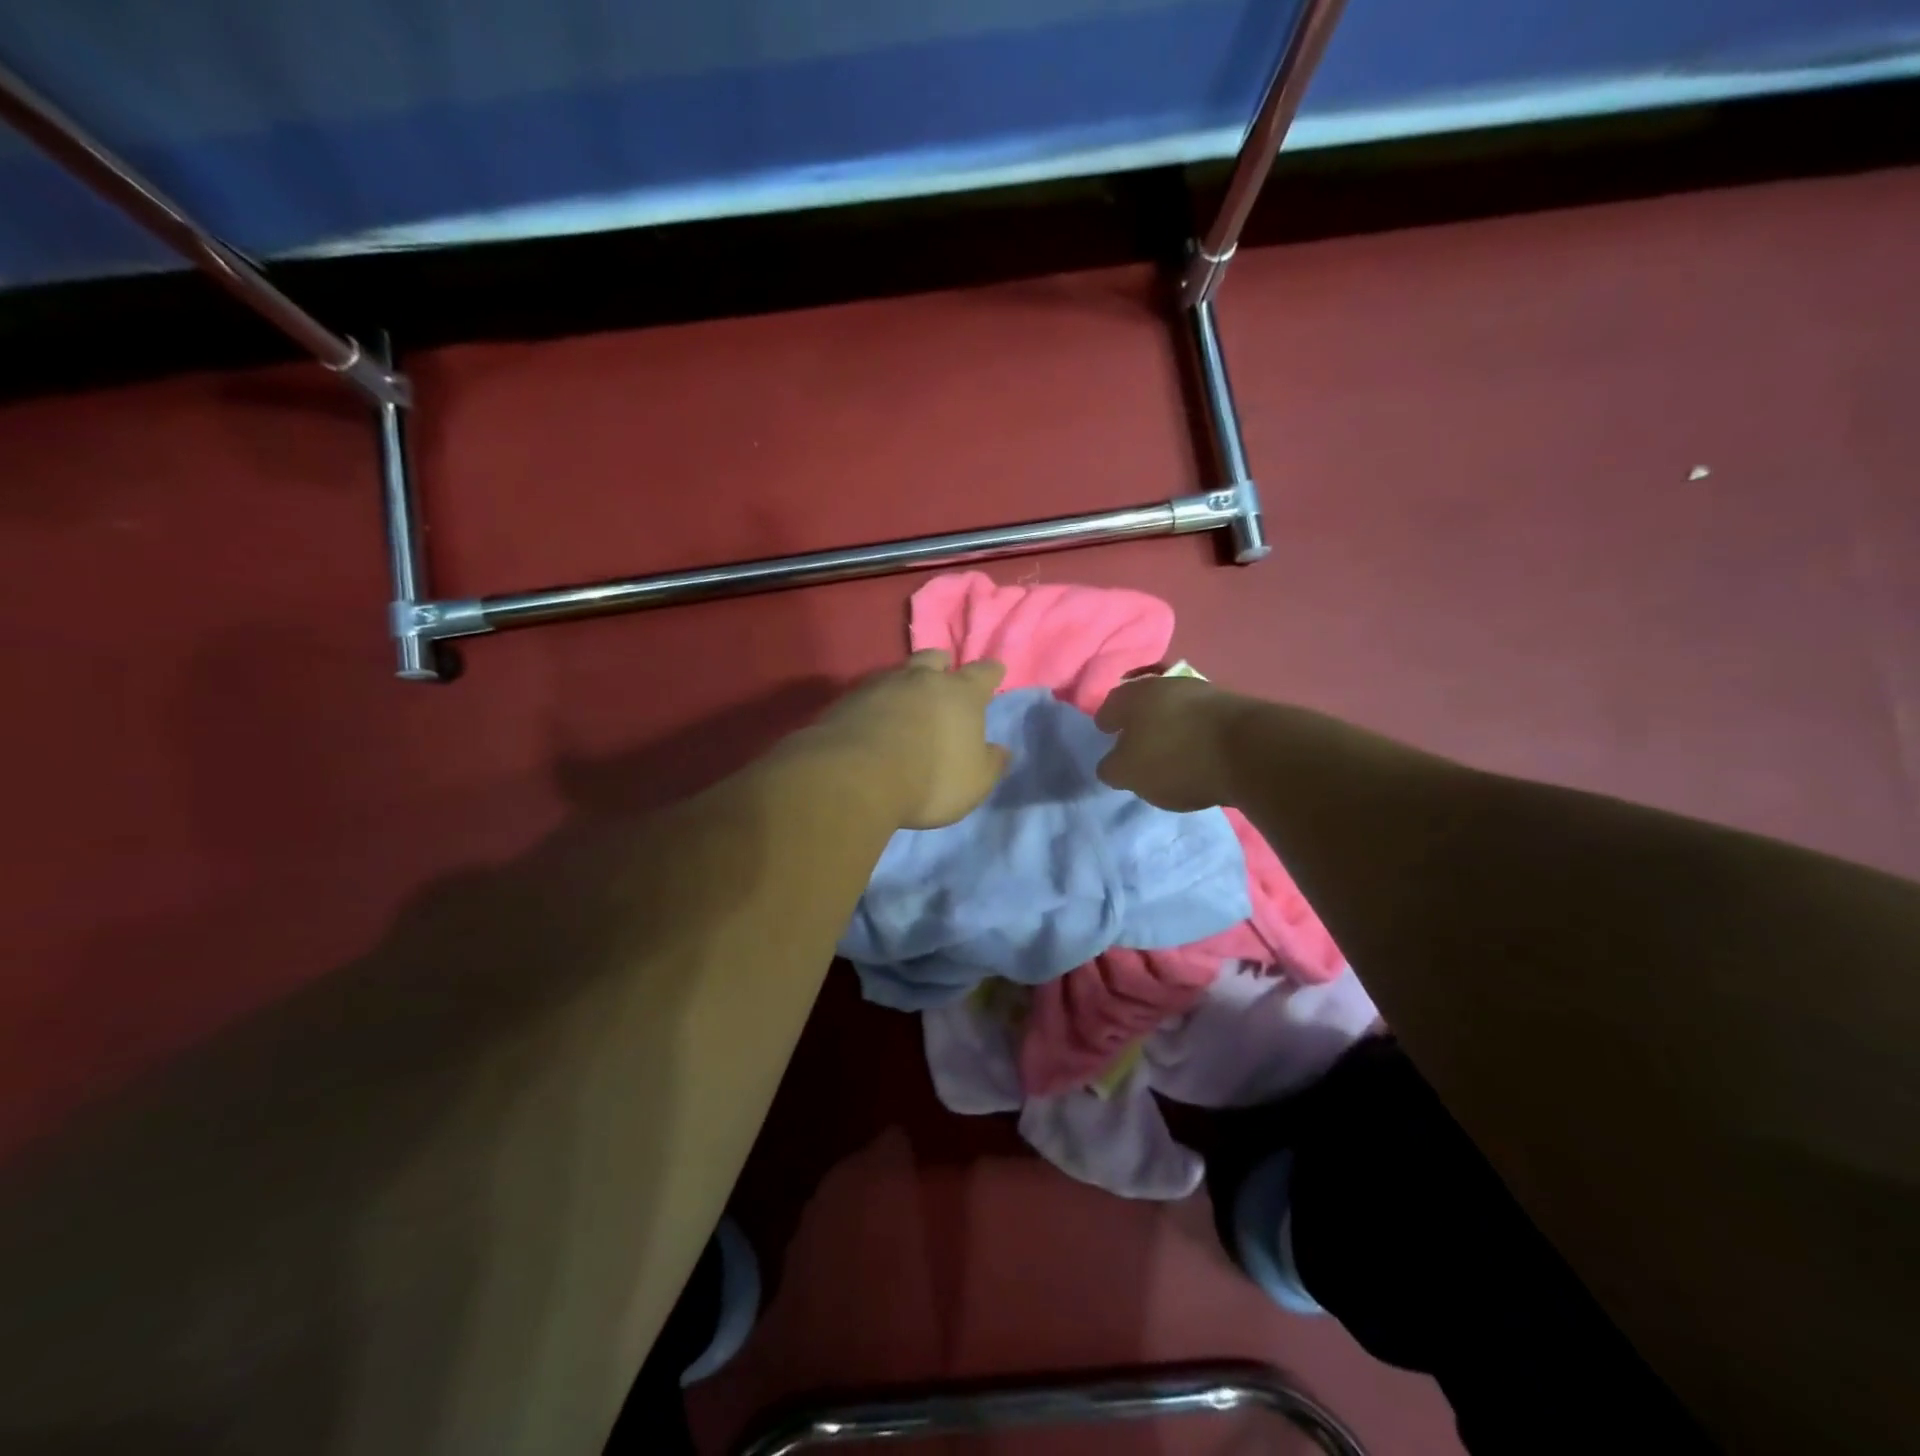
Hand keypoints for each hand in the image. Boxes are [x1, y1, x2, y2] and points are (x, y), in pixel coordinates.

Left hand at [816, 650, 1009, 828]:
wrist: (856, 777)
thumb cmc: (930, 779)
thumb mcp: (974, 782)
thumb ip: (990, 763)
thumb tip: (1000, 750)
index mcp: (960, 694)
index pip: (983, 673)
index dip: (990, 673)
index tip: (994, 672)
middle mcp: (921, 679)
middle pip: (933, 659)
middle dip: (941, 664)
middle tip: (943, 670)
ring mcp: (879, 685)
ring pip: (897, 672)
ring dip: (905, 682)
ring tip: (905, 697)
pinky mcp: (846, 700)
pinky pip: (868, 694)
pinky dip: (876, 702)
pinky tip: (874, 716)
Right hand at [1095, 673, 1241, 811]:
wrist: (1251, 751)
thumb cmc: (1175, 759)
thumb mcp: (1129, 774)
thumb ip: (1112, 768)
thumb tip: (1112, 763)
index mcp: (1132, 695)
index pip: (1109, 706)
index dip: (1106, 722)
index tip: (1106, 735)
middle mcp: (1164, 683)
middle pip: (1144, 700)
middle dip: (1139, 719)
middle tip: (1136, 741)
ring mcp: (1202, 690)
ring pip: (1175, 706)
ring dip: (1170, 722)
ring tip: (1170, 746)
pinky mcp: (1233, 705)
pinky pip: (1202, 718)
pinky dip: (1195, 730)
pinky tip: (1198, 748)